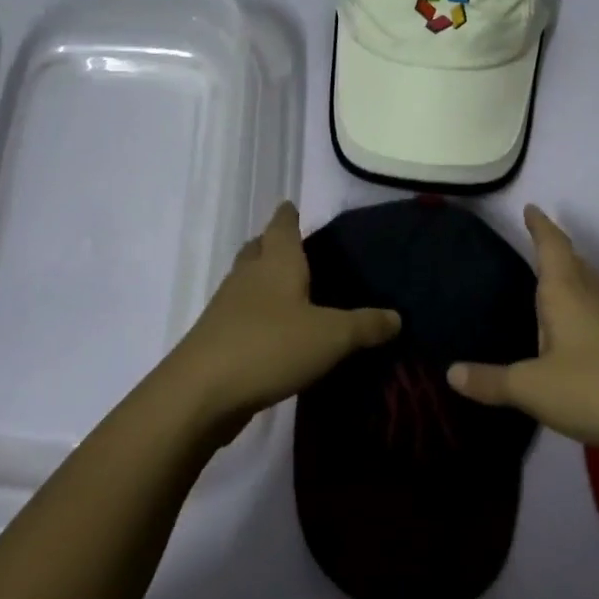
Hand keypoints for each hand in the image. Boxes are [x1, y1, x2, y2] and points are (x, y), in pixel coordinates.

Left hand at [152, 201, 400, 439]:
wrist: (201, 392)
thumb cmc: (270, 346)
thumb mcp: (331, 337)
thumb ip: (365, 325)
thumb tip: (397, 316)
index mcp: (276, 263)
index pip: (282, 226)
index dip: (288, 215)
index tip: (293, 206)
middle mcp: (248, 276)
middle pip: (258, 249)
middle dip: (273, 244)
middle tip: (296, 249)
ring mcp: (227, 307)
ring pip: (247, 281)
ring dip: (263, 279)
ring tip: (290, 290)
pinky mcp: (217, 338)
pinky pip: (241, 314)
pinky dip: (257, 314)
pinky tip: (274, 332)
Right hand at [447, 205, 598, 452]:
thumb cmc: (593, 389)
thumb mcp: (532, 388)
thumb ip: (491, 381)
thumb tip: (451, 372)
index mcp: (565, 295)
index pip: (551, 248)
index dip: (540, 226)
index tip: (531, 207)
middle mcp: (590, 300)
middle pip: (572, 262)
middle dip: (554, 246)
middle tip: (537, 234)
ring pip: (585, 286)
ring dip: (568, 274)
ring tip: (548, 276)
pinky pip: (592, 311)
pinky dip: (576, 304)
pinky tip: (569, 326)